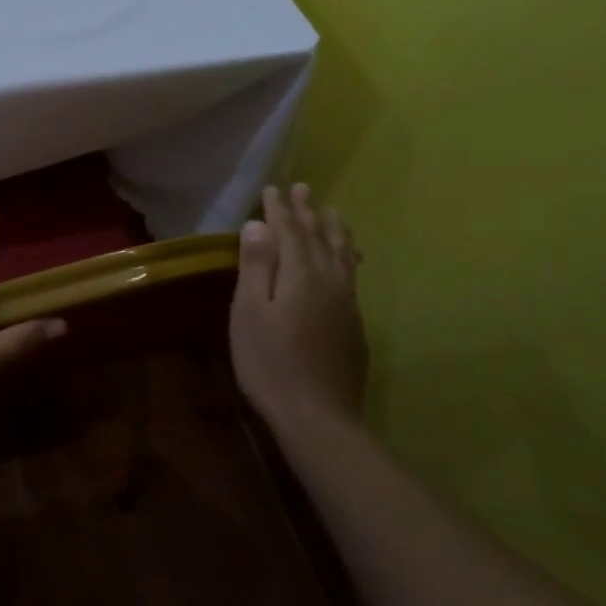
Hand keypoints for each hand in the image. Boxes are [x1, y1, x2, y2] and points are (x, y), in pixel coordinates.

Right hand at [230, 182, 368, 431]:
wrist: (319, 417)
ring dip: (333, 230)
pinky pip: (351, 274)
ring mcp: (347, 303)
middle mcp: (330, 281)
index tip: (273, 188)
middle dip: (308, 212)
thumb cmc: (270, 363)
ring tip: (331, 213)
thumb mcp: (250, 313)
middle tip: (302, 188)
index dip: (279, 209)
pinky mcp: (355, 324)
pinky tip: (348, 258)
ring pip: (342, 255)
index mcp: (301, 275)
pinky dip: (347, 255)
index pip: (289, 231)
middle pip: (318, 238)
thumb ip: (256, 267)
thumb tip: (257, 225)